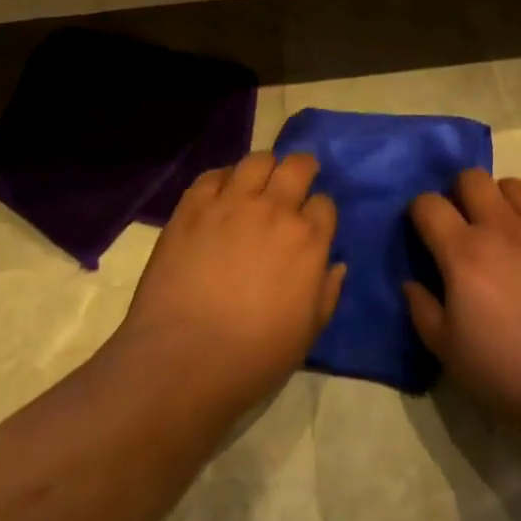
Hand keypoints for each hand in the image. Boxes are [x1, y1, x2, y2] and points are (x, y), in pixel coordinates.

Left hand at [123, 152, 345, 409]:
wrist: (183, 360)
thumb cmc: (255, 356)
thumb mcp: (308, 332)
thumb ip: (327, 293)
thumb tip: (336, 265)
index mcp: (308, 239)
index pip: (324, 203)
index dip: (319, 212)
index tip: (312, 225)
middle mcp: (274, 210)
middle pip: (297, 166)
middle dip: (302, 170)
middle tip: (293, 184)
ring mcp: (230, 204)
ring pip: (256, 160)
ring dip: (263, 169)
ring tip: (257, 185)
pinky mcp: (192, 209)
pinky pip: (211, 176)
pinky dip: (221, 180)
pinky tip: (220, 196)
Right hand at [405, 170, 520, 446]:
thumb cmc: (509, 373)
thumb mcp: (449, 353)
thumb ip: (423, 310)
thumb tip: (412, 282)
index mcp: (465, 253)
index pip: (429, 204)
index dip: (418, 212)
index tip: (422, 231)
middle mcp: (502, 227)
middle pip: (472, 178)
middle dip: (458, 193)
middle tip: (461, 225)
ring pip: (512, 186)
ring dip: (498, 200)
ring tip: (500, 232)